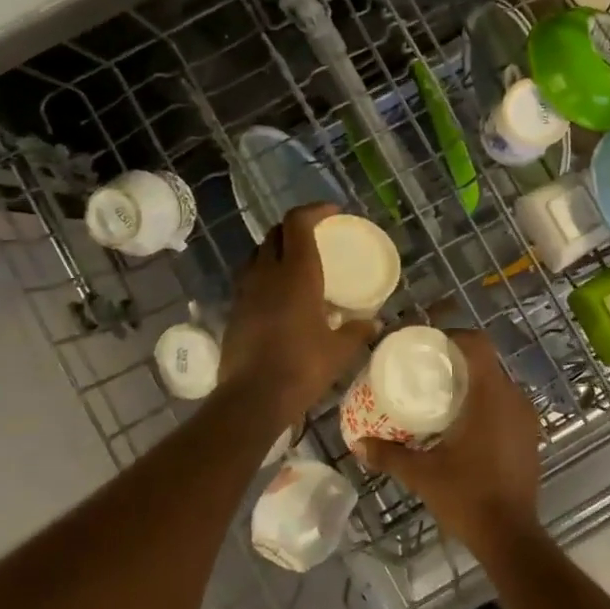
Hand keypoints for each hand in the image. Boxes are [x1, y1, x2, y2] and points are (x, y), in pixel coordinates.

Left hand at [219, 204, 373, 423]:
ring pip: (258, 253)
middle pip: (275, 233)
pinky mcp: (234, 310)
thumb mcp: (339, 351)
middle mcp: (267, 273)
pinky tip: (279, 294)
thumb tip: (374, 323)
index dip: (314, 210)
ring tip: (295, 262)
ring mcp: (246, 291)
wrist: (252, 398)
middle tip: (316, 235)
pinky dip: (265, 274)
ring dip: (276, 249)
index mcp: (296, 273)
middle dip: (295, 227)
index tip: (332, 212)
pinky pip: (249, 278)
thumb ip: (358, 331)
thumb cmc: (302, 367)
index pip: (297, 222)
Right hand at [359, 330, 543, 557]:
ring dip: (474, 383)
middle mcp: (514, 398)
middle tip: (429, 371)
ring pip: (499, 383)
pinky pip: (508, 404)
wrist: (510, 536)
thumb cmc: (467, 497)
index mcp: (490, 395)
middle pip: (487, 362)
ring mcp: (527, 417)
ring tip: (444, 396)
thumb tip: (358, 444)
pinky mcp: (531, 435)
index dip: (454, 336)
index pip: (478, 344)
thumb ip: (390, 455)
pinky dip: (488, 403)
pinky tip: (466, 424)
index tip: (429, 344)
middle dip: (459, 360)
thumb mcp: (422, 474)